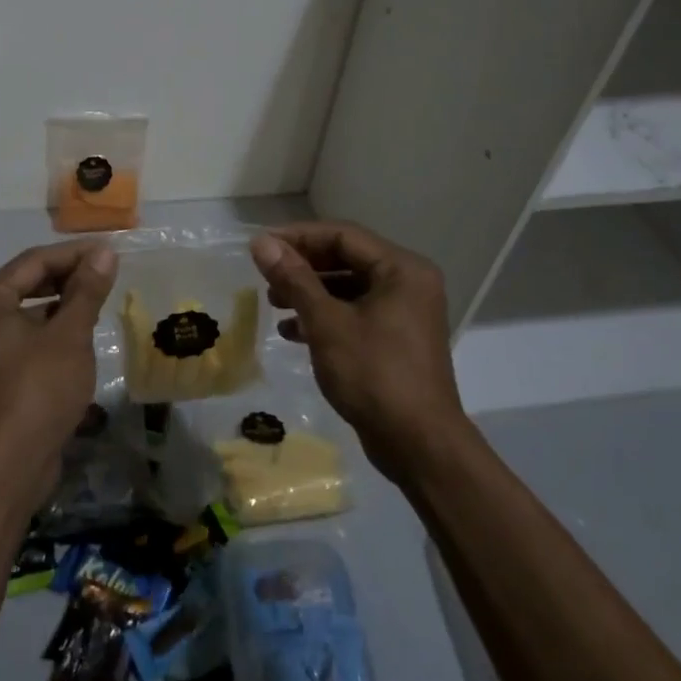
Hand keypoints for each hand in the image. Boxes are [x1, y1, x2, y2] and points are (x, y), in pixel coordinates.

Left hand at [0, 240, 116, 507]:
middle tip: (108, 272)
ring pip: (26, 312)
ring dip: (61, 304)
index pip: (34, 261)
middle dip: (68, 277)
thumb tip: (105, 253)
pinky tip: (80, 332)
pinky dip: (49, 330)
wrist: (7, 466)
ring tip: (99, 299)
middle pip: (26, 284)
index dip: (75, 254)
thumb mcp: (69, 335)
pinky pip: (23, 337)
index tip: (111, 251)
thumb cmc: (37, 390)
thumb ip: (86, 290)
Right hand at [250, 222, 470, 483]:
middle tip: (266, 276)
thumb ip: (294, 279)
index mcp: (401, 269)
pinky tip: (292, 332)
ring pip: (349, 288)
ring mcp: (405, 313)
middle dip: (303, 267)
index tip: (261, 247)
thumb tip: (262, 243)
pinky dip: (325, 317)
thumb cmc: (374, 374)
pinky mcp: (396, 340)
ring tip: (273, 303)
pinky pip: (355, 314)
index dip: (299, 237)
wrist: (418, 445)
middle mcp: (408, 283)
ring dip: (310, 293)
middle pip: (347, 259)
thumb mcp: (327, 323)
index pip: (343, 235)